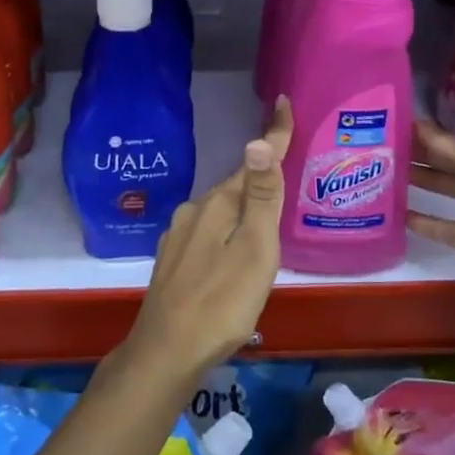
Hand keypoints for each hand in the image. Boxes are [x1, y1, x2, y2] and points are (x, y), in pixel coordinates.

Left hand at [121, 98, 295, 386]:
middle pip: (236, 186)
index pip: (252, 162)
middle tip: (289, 176)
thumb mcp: (254, 251)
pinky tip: (232, 251)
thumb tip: (257, 141)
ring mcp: (179, 236)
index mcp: (217, 205)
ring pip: (220, 211)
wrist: (165, 352)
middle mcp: (194, 212)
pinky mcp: (173, 260)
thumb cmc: (221, 303)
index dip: (273, 135)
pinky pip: (208, 231)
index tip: (282, 102)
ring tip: (267, 219)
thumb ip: (259, 199)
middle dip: (260, 177)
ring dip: (243, 207)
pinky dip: (226, 229)